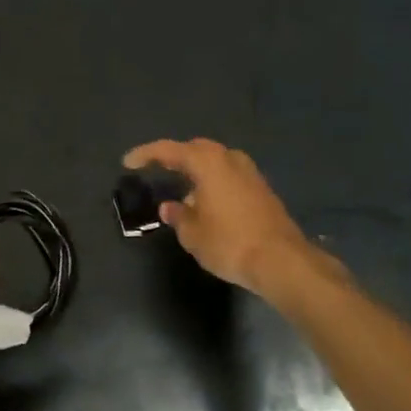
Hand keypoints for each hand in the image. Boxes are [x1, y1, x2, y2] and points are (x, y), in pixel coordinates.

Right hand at [123, 139, 336, 296]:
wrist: (282, 260)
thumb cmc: (230, 243)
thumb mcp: (193, 234)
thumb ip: (178, 216)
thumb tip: (170, 207)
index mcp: (207, 162)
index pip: (169, 150)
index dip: (146, 154)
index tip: (128, 162)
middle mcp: (229, 159)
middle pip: (195, 150)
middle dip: (175, 158)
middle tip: (156, 170)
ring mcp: (249, 172)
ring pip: (215, 162)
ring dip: (196, 172)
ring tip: (181, 191)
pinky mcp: (261, 189)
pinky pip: (228, 176)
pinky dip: (213, 183)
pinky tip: (206, 203)